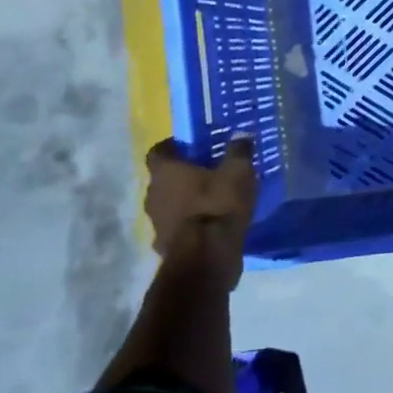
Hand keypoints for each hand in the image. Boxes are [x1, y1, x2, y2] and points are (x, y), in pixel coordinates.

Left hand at [143, 136, 257, 255]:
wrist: (206, 257)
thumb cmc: (218, 205)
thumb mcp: (238, 172)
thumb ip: (239, 151)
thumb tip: (241, 134)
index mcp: (165, 172)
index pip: (158, 151)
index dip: (173, 147)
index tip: (191, 147)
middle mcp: (152, 194)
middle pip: (163, 179)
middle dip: (181, 175)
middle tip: (206, 173)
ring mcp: (155, 222)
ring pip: (168, 204)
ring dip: (183, 201)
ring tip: (210, 201)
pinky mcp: (163, 245)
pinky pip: (175, 228)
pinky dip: (187, 225)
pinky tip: (207, 227)